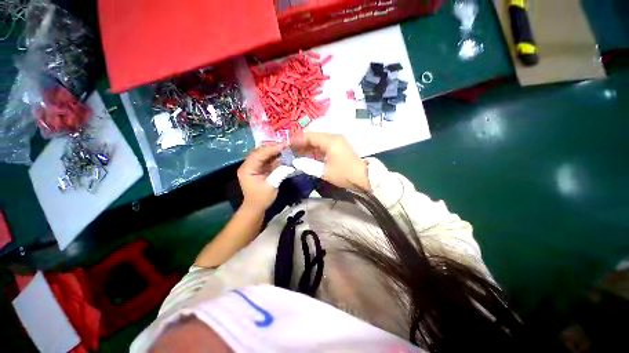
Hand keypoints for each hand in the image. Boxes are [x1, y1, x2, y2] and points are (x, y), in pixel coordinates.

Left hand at [238, 143, 284, 211]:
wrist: (256, 207)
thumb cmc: (261, 199)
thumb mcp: (271, 186)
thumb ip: (279, 173)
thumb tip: (289, 164)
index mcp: (247, 169)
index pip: (258, 154)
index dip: (271, 149)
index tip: (284, 145)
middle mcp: (249, 165)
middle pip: (260, 151)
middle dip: (273, 147)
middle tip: (286, 145)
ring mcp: (254, 166)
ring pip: (264, 154)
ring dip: (275, 151)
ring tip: (286, 148)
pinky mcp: (260, 168)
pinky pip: (268, 159)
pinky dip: (276, 157)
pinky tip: (283, 154)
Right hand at [291, 133, 369, 189]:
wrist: (364, 178)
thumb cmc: (344, 174)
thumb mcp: (324, 171)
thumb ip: (308, 165)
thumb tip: (295, 162)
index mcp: (330, 140)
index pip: (310, 136)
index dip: (297, 139)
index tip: (286, 144)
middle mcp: (333, 137)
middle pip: (313, 137)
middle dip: (300, 143)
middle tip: (289, 149)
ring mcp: (336, 142)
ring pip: (317, 142)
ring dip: (307, 147)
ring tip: (294, 153)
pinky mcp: (338, 147)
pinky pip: (323, 146)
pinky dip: (314, 151)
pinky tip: (306, 155)